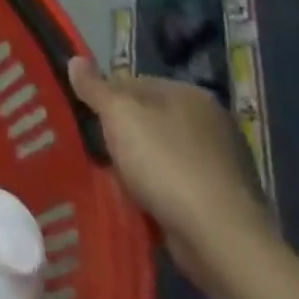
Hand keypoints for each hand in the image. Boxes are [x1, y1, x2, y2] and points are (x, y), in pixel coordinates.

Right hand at [68, 57, 269, 284]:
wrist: (220, 239)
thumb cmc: (166, 164)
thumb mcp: (119, 116)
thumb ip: (94, 87)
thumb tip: (75, 59)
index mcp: (190, 94)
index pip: (133, 82)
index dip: (104, 97)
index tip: (84, 118)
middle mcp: (211, 123)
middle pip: (148, 118)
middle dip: (121, 133)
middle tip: (94, 150)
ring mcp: (222, 163)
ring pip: (160, 154)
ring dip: (138, 165)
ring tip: (112, 179)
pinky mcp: (223, 200)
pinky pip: (176, 185)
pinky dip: (157, 191)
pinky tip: (140, 202)